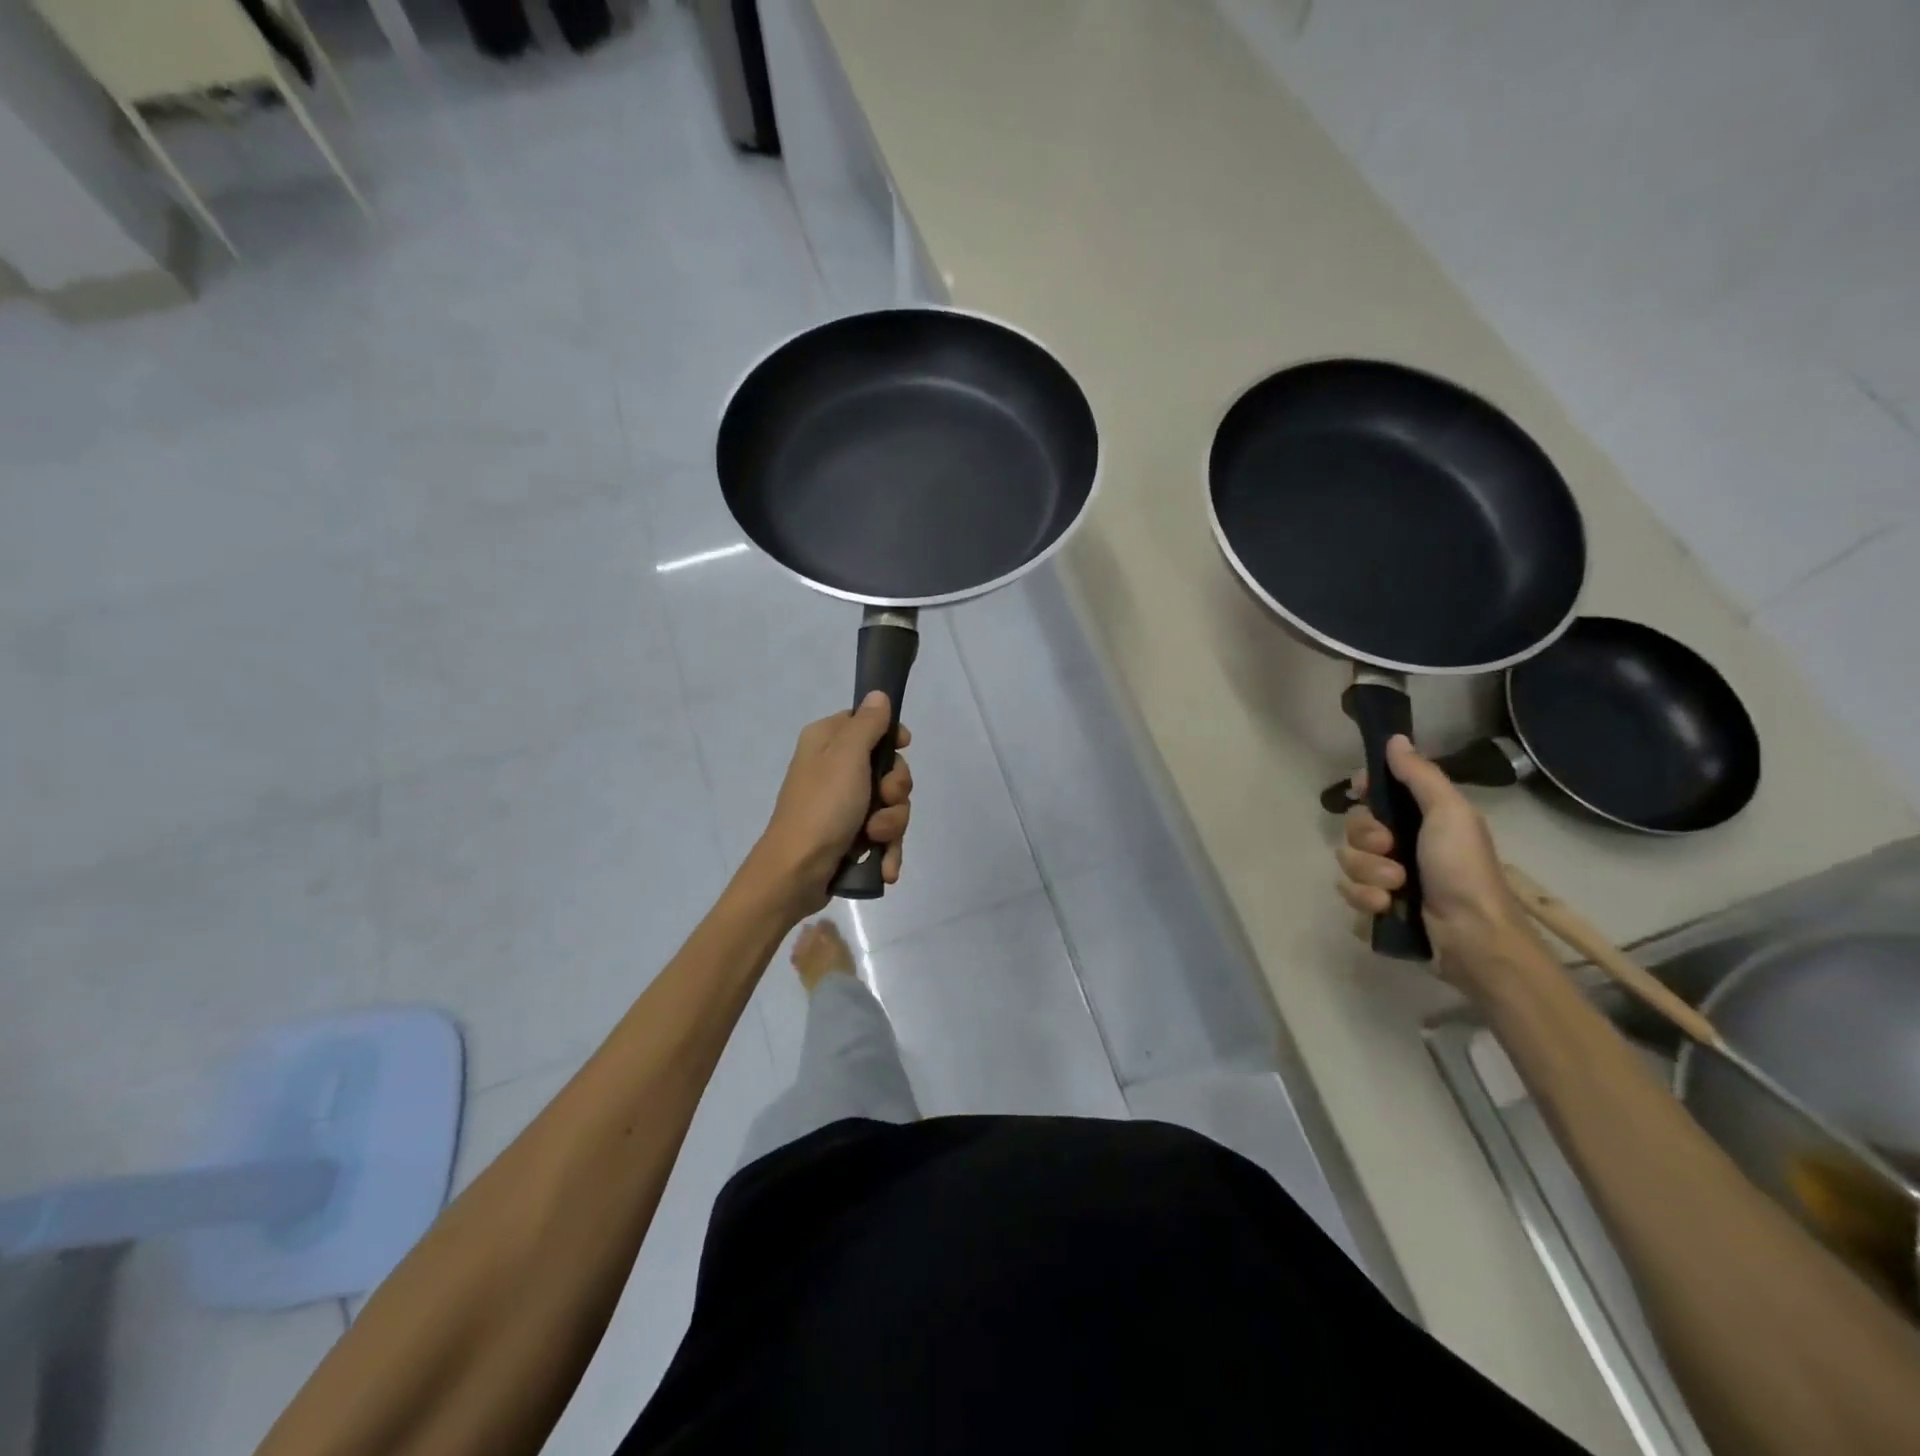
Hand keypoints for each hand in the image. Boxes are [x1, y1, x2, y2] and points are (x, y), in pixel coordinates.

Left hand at [749, 692, 912, 917]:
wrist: (796, 873)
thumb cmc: (822, 806)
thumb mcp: (847, 756)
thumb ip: (867, 723)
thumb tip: (878, 694)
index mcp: (827, 741)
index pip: (868, 722)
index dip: (890, 736)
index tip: (903, 747)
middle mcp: (834, 769)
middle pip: (888, 767)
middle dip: (895, 790)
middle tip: (883, 800)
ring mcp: (843, 805)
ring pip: (890, 804)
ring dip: (891, 824)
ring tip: (874, 839)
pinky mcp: (850, 837)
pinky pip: (883, 835)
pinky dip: (887, 850)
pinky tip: (885, 868)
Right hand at [1336, 735, 1530, 987]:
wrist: (1472, 936)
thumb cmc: (1463, 869)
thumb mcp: (1449, 813)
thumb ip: (1420, 775)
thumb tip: (1395, 738)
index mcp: (1419, 820)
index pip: (1374, 795)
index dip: (1364, 793)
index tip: (1364, 794)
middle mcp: (1400, 846)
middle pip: (1353, 828)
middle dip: (1366, 841)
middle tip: (1392, 851)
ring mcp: (1386, 879)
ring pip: (1347, 862)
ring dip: (1369, 874)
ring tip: (1397, 888)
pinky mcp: (1376, 909)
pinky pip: (1349, 894)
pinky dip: (1365, 900)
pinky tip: (1386, 908)